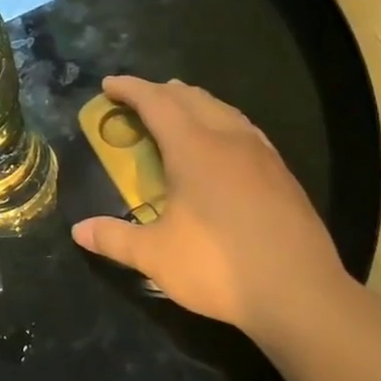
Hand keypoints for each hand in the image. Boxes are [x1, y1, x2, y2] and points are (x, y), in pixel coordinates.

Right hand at [70, 76, 349, 334]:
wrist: (302, 295)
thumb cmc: (219, 266)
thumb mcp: (155, 256)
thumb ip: (114, 238)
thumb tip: (78, 231)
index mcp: (194, 149)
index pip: (157, 103)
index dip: (130, 89)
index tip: (108, 84)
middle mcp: (229, 141)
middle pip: (192, 98)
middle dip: (160, 91)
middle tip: (136, 99)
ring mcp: (262, 156)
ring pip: (223, 110)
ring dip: (193, 102)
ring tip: (176, 110)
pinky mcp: (282, 175)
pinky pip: (244, 129)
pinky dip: (220, 121)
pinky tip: (221, 142)